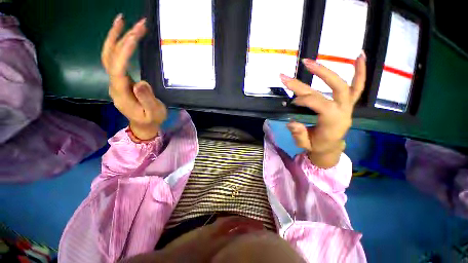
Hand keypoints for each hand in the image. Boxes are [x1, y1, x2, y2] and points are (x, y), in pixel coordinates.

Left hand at [102, 14, 166, 139]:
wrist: (143, 125)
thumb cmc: (151, 119)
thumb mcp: (153, 112)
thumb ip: (147, 99)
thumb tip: (141, 82)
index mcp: (122, 93)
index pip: (118, 68)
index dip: (124, 51)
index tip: (136, 35)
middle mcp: (114, 84)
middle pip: (109, 57)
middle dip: (118, 37)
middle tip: (129, 21)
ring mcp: (116, 82)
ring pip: (109, 56)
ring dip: (114, 37)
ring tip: (122, 21)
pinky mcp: (121, 80)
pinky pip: (115, 60)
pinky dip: (118, 46)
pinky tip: (123, 38)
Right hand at [280, 52, 365, 167]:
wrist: (330, 147)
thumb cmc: (317, 146)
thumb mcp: (305, 144)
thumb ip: (299, 134)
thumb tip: (291, 122)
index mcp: (333, 123)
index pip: (320, 104)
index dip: (305, 100)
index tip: (292, 102)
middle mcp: (344, 111)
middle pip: (334, 89)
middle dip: (318, 75)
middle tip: (301, 66)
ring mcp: (348, 106)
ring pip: (345, 85)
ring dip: (329, 71)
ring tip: (313, 60)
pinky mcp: (349, 103)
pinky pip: (358, 87)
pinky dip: (361, 72)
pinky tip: (360, 56)